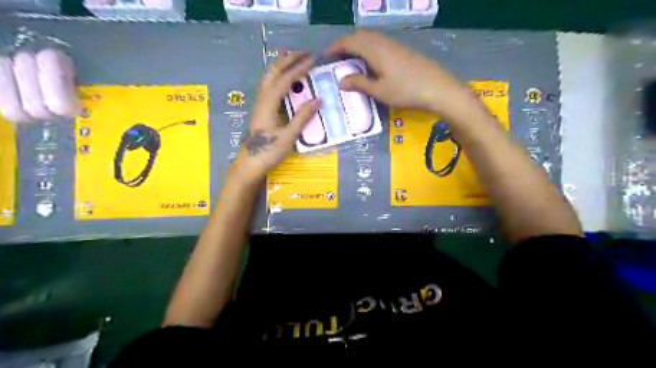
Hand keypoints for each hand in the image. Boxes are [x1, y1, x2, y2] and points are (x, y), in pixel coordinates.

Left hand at [232, 51, 322, 186]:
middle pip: (273, 71)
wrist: (250, 163)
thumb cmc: (269, 151)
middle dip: (289, 59)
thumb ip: (303, 117)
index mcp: (268, 104)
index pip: (285, 79)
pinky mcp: (261, 107)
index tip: (313, 60)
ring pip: (269, 76)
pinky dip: (279, 74)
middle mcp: (262, 98)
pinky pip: (270, 84)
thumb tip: (318, 99)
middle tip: (306, 53)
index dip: (299, 68)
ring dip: (283, 64)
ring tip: (296, 58)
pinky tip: (287, 77)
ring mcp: (260, 102)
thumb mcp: (289, 136)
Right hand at [327, 30, 477, 119]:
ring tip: (351, 60)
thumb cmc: (406, 91)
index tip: (326, 55)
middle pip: (360, 36)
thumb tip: (341, 81)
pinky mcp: (403, 51)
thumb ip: (360, 83)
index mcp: (375, 50)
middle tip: (337, 58)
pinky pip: (380, 43)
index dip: (337, 46)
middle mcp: (384, 43)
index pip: (351, 41)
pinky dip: (369, 48)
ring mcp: (395, 45)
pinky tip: (371, 62)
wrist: (438, 88)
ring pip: (371, 38)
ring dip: (358, 45)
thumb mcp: (380, 91)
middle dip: (346, 43)